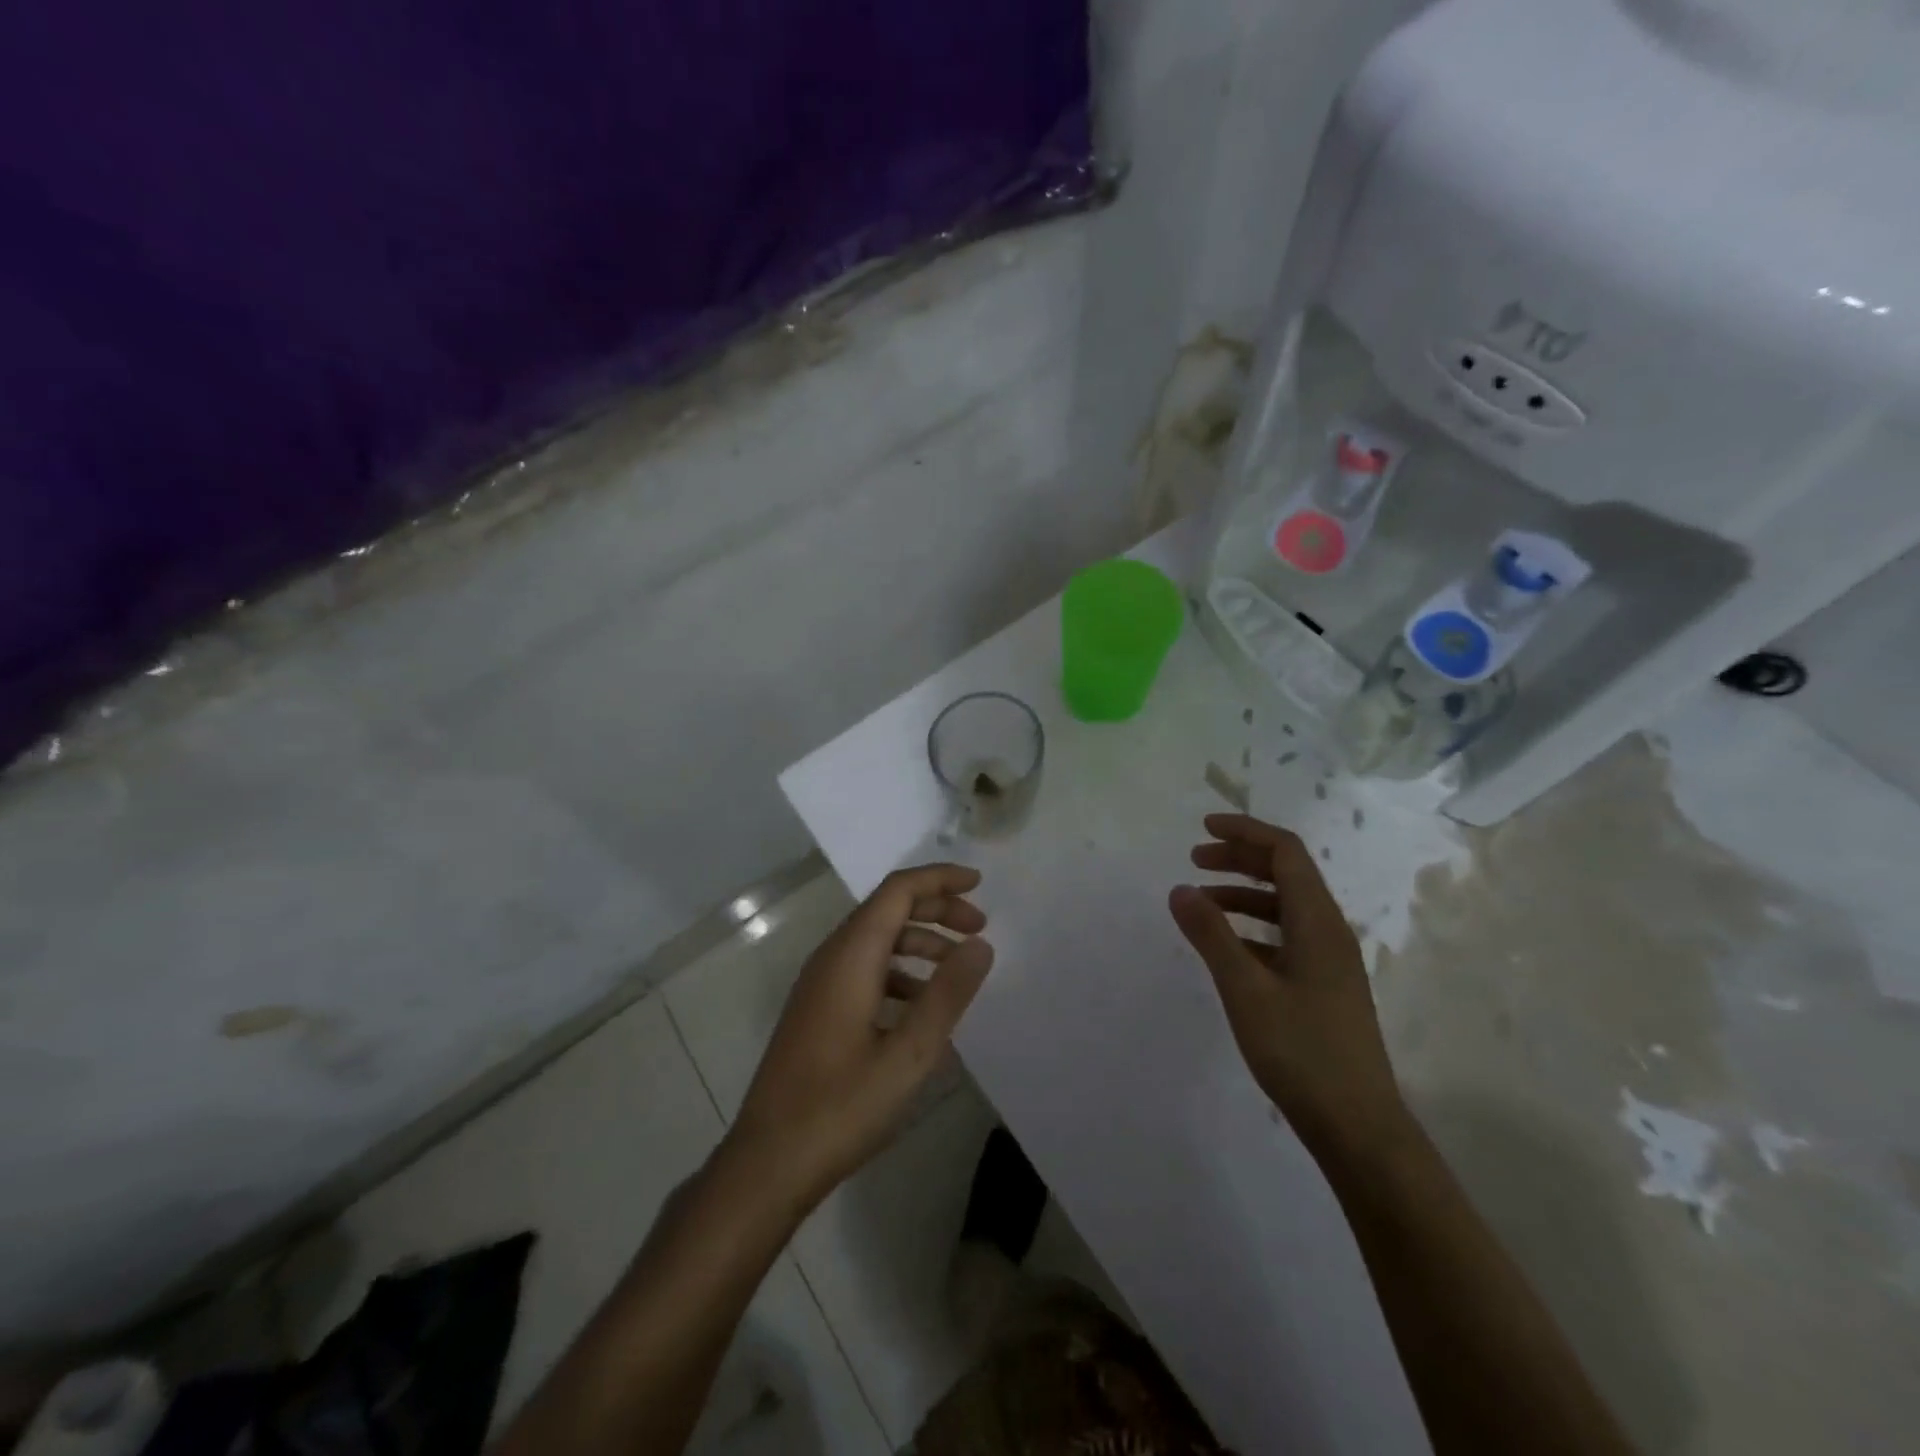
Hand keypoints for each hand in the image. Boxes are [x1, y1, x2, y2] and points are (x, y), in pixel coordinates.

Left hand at [725, 865, 993, 1209]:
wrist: (767, 1163)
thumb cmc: (841, 1107)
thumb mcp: (909, 1054)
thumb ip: (947, 995)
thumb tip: (980, 945)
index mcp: (850, 956)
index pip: (898, 890)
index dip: (939, 879)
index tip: (980, 885)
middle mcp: (831, 958)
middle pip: (887, 910)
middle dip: (936, 910)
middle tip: (979, 930)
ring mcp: (819, 985)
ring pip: (876, 941)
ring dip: (919, 943)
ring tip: (958, 971)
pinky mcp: (817, 1010)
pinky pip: (864, 970)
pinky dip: (899, 972)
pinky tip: (921, 1009)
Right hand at [1169, 813, 1408, 1158]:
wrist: (1357, 1126)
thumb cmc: (1301, 1051)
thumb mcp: (1245, 989)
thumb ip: (1211, 935)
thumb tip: (1179, 889)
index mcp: (1318, 922)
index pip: (1286, 852)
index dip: (1246, 831)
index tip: (1204, 828)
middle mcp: (1329, 932)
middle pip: (1287, 874)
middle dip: (1241, 858)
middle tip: (1195, 860)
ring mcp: (1329, 962)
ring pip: (1285, 907)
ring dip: (1244, 894)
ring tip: (1201, 902)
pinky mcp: (1323, 987)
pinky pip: (1285, 938)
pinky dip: (1253, 928)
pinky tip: (1226, 947)